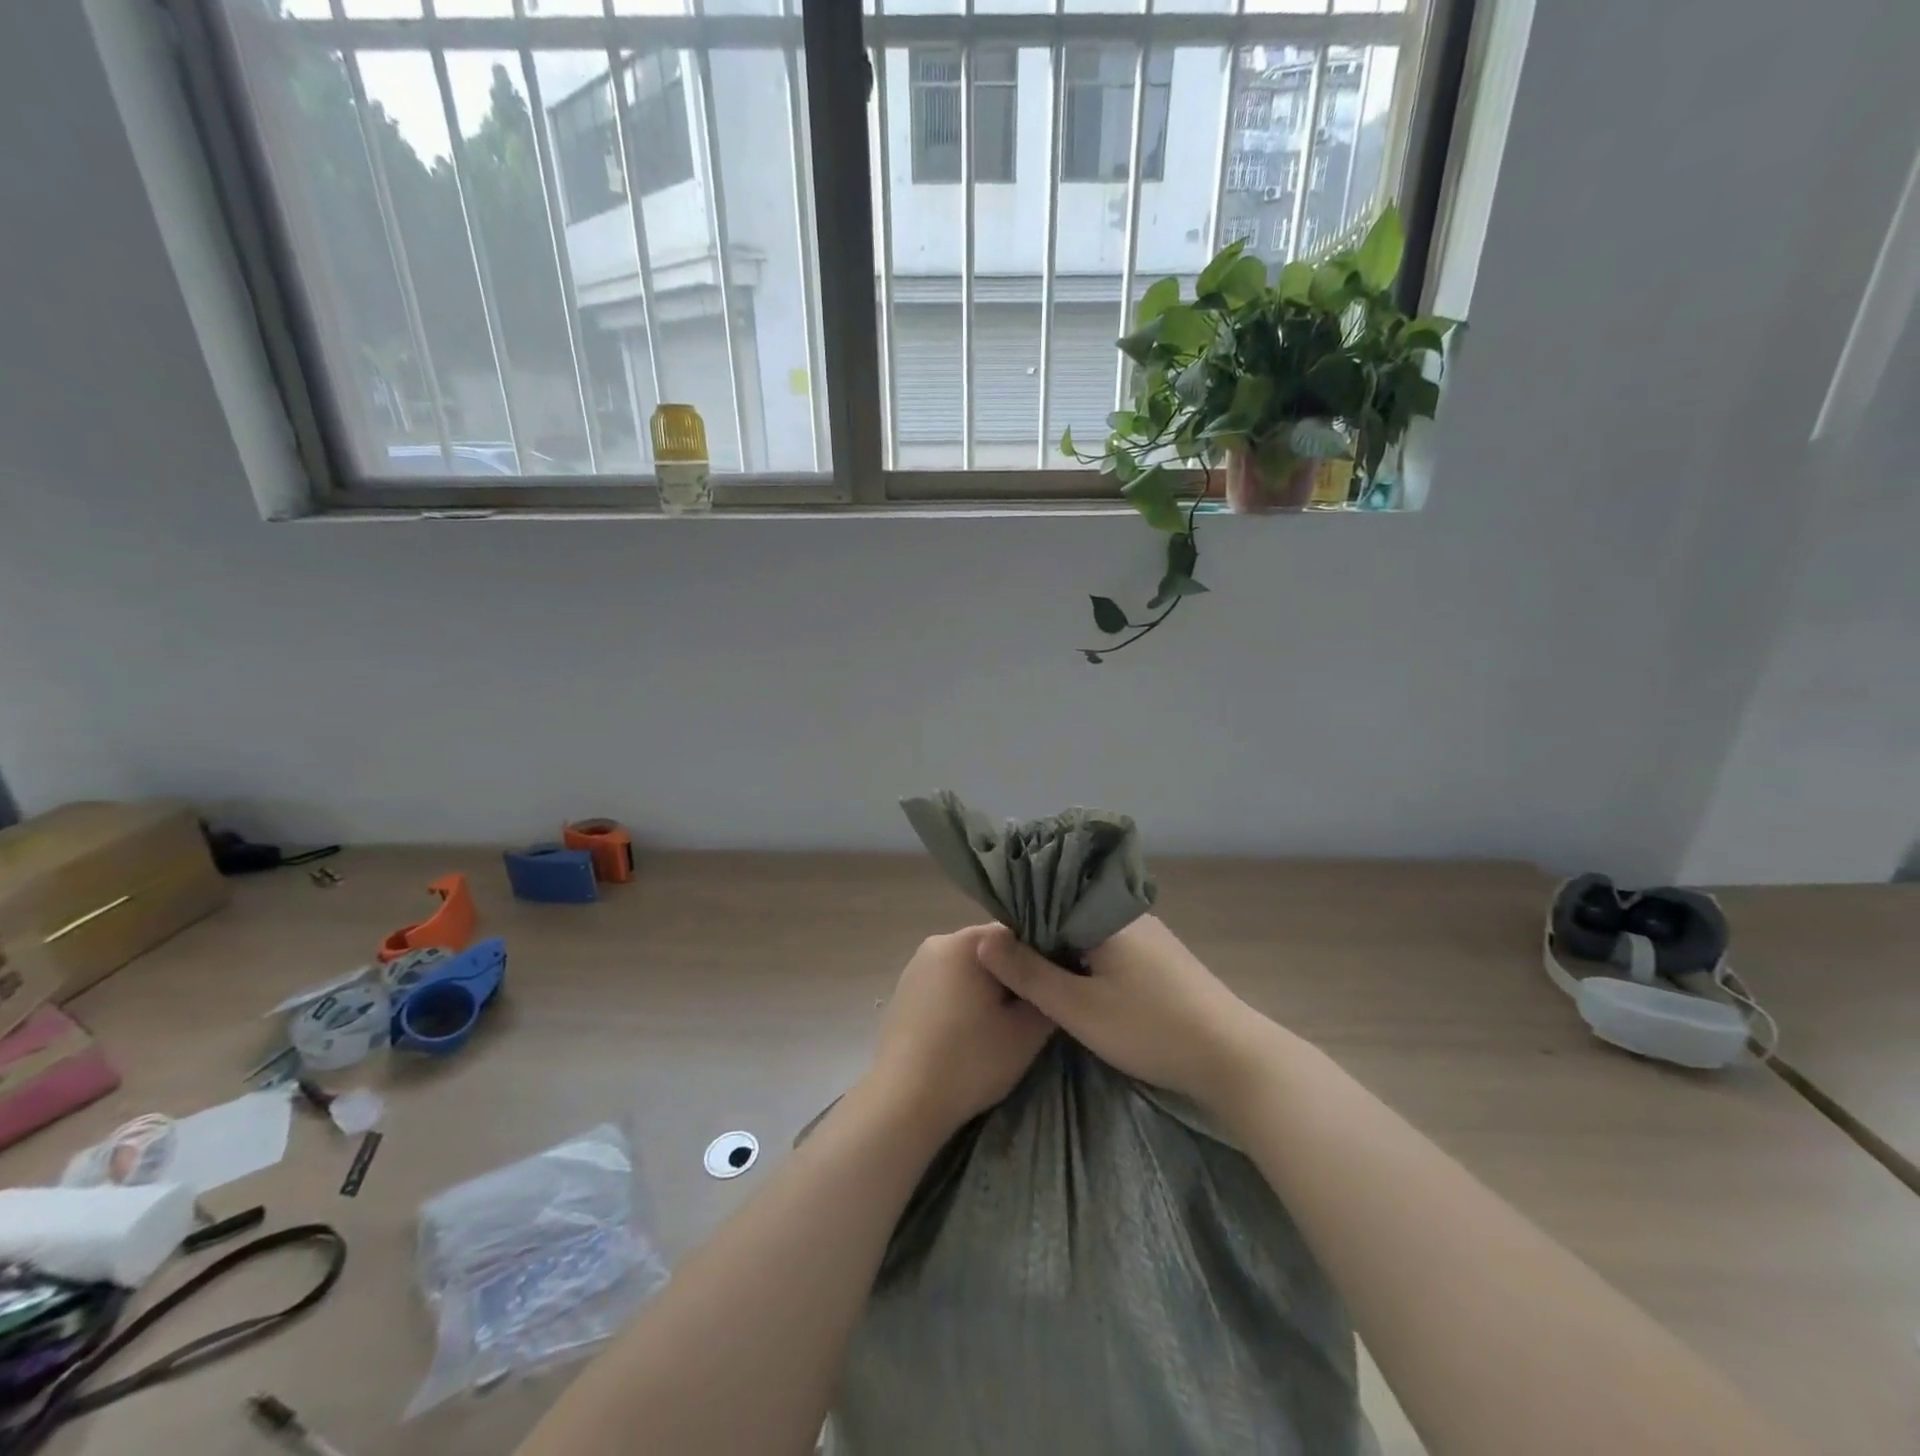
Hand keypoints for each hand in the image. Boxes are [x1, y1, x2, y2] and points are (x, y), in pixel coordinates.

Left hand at [866, 927, 1055, 1136]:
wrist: (904, 1102)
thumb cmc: (970, 1061)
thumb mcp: (1027, 1033)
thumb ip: (1047, 996)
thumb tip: (1049, 982)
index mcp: (966, 942)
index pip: (1016, 936)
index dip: (1037, 963)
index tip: (1047, 992)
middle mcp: (937, 943)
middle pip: (989, 951)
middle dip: (1010, 977)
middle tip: (1026, 1016)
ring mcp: (915, 967)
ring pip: (966, 970)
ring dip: (984, 991)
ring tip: (997, 1029)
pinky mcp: (903, 991)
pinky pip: (944, 986)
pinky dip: (960, 1002)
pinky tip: (966, 1035)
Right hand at [975, 916, 1273, 1112]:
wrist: (1232, 1058)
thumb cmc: (1149, 1028)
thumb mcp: (1077, 1008)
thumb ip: (1028, 973)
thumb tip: (984, 939)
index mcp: (1104, 914)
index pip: (1047, 900)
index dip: (1018, 922)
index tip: (997, 947)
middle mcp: (1127, 914)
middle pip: (1069, 916)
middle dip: (1042, 940)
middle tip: (1014, 971)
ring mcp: (1150, 936)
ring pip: (1092, 935)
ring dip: (1068, 954)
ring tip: (1042, 981)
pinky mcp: (1164, 959)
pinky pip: (1114, 949)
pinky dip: (1093, 964)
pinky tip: (1086, 989)